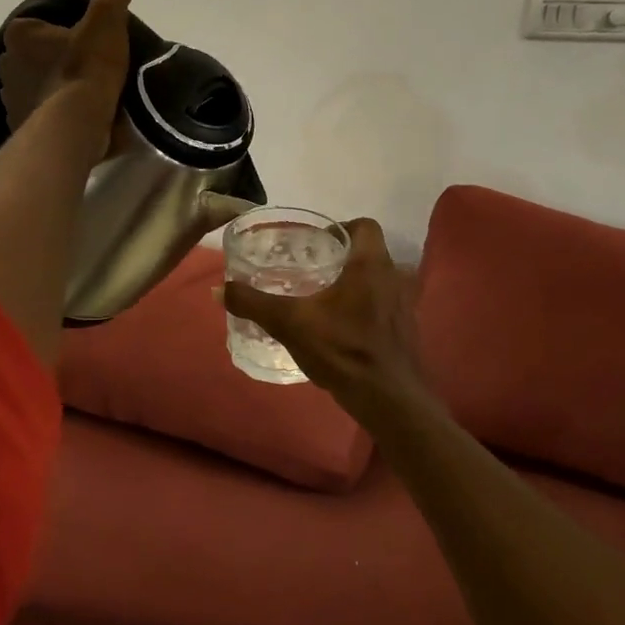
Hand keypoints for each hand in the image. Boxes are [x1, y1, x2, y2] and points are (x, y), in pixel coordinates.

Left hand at [0, 0, 131, 142]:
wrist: (75, 126)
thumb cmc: (86, 69)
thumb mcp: (106, 21)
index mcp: (20, 34)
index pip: (39, 25)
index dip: (65, 31)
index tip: (88, 42)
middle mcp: (5, 64)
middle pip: (36, 57)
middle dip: (56, 62)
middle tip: (90, 69)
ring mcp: (9, 99)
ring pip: (36, 88)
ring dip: (54, 90)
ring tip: (86, 99)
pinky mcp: (18, 128)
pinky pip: (38, 116)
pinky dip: (53, 116)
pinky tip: (76, 120)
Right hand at [223, 218, 432, 426]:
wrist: (388, 399)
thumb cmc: (343, 350)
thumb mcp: (290, 324)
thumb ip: (254, 303)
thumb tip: (218, 289)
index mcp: (371, 264)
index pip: (365, 225)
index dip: (341, 227)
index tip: (316, 242)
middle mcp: (393, 277)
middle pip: (369, 252)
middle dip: (341, 256)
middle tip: (310, 268)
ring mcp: (404, 304)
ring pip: (377, 280)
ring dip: (354, 283)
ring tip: (322, 296)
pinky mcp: (405, 329)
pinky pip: (383, 304)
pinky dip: (364, 307)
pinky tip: (340, 326)